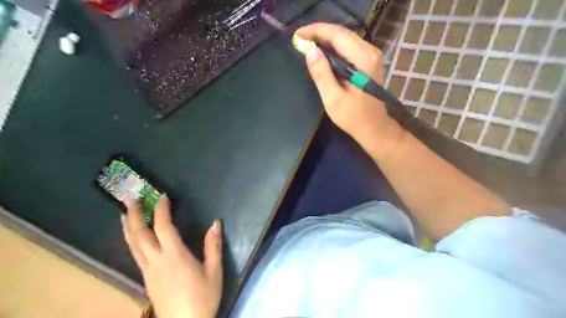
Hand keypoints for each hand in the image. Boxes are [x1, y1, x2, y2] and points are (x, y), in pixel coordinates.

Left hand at [121, 196, 222, 317]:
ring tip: (125, 213)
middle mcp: (157, 261)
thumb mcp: (214, 271)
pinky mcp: (146, 279)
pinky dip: (132, 241)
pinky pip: (135, 254)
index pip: (164, 228)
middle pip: (140, 235)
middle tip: (130, 199)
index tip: (162, 197)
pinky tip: (134, 238)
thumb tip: (215, 223)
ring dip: (129, 227)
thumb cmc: (203, 298)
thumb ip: (213, 246)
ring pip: (133, 245)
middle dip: (136, 215)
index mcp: (175, 257)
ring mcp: (148, 271)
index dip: (162, 210)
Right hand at [296, 23, 406, 160]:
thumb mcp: (333, 98)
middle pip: (342, 32)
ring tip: (307, 43)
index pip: (337, 35)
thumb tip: (309, 50)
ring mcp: (372, 55)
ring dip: (326, 38)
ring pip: (345, 37)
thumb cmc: (353, 117)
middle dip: (319, 33)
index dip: (315, 31)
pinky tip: (322, 51)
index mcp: (363, 59)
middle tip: (300, 39)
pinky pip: (349, 46)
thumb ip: (322, 74)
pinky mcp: (369, 60)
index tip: (297, 35)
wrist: (374, 127)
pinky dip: (334, 46)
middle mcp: (370, 51)